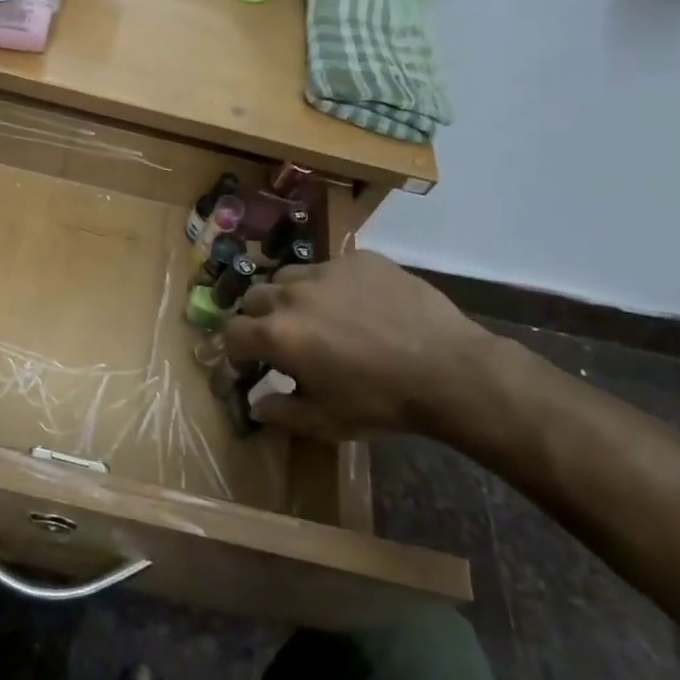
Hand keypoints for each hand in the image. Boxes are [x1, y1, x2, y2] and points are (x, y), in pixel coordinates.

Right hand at [221, 251, 502, 440]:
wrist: (447, 369)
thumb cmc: (380, 401)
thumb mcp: (326, 420)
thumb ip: (281, 412)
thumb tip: (255, 405)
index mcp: (277, 335)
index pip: (232, 332)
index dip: (235, 348)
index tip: (247, 360)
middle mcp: (291, 295)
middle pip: (254, 297)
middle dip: (259, 317)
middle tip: (283, 337)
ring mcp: (326, 271)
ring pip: (289, 276)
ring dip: (291, 295)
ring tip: (316, 314)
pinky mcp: (358, 259)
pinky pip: (331, 267)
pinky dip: (332, 285)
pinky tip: (358, 304)